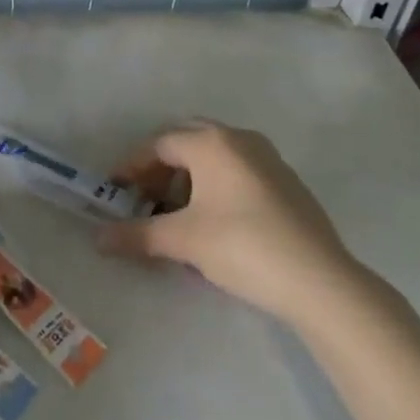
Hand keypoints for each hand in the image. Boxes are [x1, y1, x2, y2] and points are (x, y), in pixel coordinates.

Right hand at [91, 121, 369, 323]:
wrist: (321, 281)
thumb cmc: (242, 246)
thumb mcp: (183, 241)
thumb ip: (137, 235)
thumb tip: (98, 239)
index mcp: (211, 142)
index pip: (159, 144)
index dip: (132, 167)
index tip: (115, 192)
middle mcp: (239, 139)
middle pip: (187, 143)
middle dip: (161, 169)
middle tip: (144, 199)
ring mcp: (268, 158)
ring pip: (215, 157)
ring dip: (189, 180)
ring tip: (177, 216)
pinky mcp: (287, 183)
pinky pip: (238, 173)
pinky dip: (216, 188)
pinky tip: (214, 225)